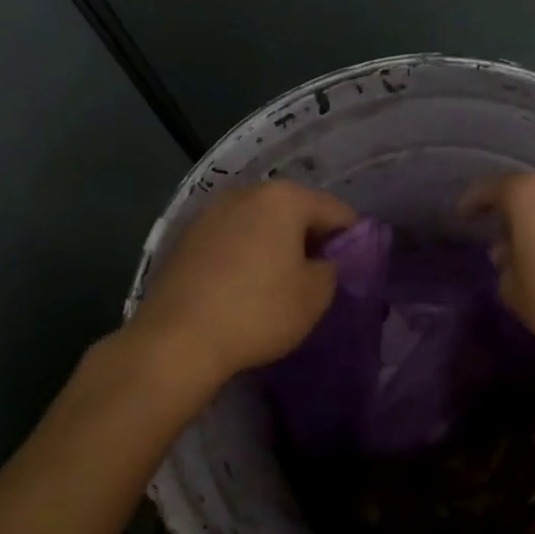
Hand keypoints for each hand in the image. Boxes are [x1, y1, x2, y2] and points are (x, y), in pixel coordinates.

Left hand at [132, 180, 357, 386]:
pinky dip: (247, 255)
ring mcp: (210, 213)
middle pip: (295, 211)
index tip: (357, 269)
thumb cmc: (258, 312)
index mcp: (283, 198)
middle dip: (312, 240)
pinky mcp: (186, 238)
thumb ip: (333, 269)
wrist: (177, 340)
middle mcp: (245, 193)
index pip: (337, 211)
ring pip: (260, 224)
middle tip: (321, 278)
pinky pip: (232, 240)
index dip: (354, 240)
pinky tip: (247, 287)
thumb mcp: (315, 296)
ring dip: (278, 246)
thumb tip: (325, 261)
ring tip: (283, 284)